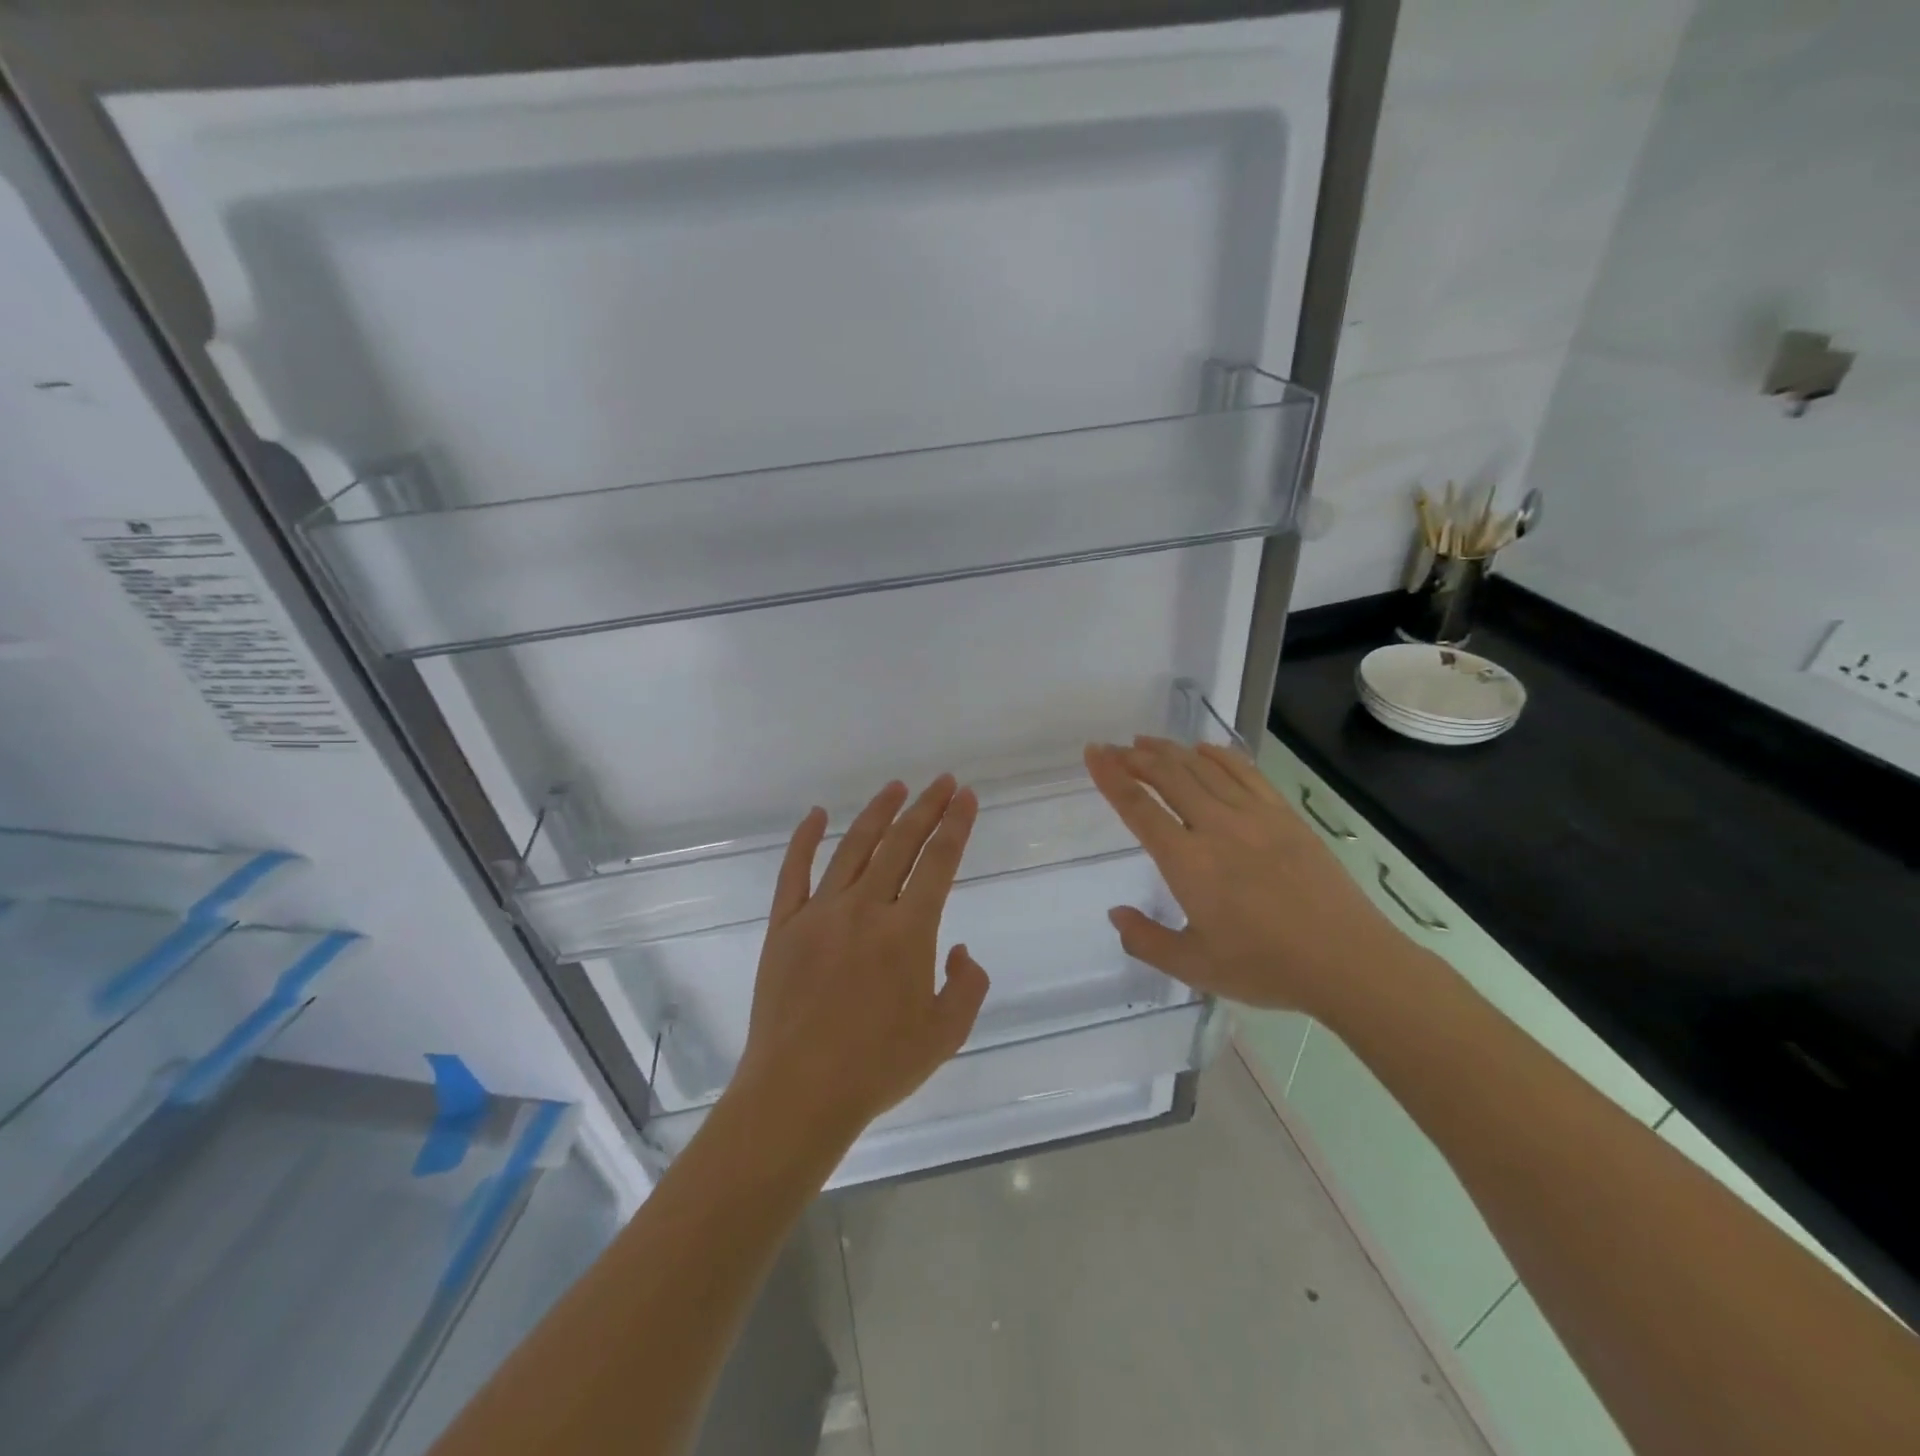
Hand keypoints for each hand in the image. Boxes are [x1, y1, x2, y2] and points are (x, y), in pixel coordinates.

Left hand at [732, 775, 991, 1148]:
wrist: (799, 1093)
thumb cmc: (878, 1068)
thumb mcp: (945, 1034)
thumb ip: (966, 986)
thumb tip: (958, 949)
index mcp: (908, 931)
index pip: (939, 862)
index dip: (956, 825)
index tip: (966, 797)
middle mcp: (865, 908)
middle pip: (901, 844)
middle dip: (926, 808)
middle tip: (943, 782)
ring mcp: (819, 912)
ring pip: (853, 847)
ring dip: (878, 813)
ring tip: (896, 788)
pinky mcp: (784, 925)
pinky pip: (794, 871)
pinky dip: (805, 839)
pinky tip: (817, 814)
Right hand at [1084, 738, 1421, 1021]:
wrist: (1347, 961)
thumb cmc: (1265, 967)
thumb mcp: (1194, 967)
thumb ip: (1146, 941)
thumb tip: (1115, 913)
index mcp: (1188, 862)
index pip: (1139, 807)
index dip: (1111, 777)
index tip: (1094, 754)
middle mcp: (1216, 827)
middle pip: (1168, 776)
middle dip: (1135, 757)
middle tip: (1114, 747)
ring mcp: (1254, 816)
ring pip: (1203, 768)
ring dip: (1171, 750)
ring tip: (1147, 742)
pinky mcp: (1284, 815)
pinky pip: (1245, 772)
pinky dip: (1219, 755)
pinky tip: (1204, 749)